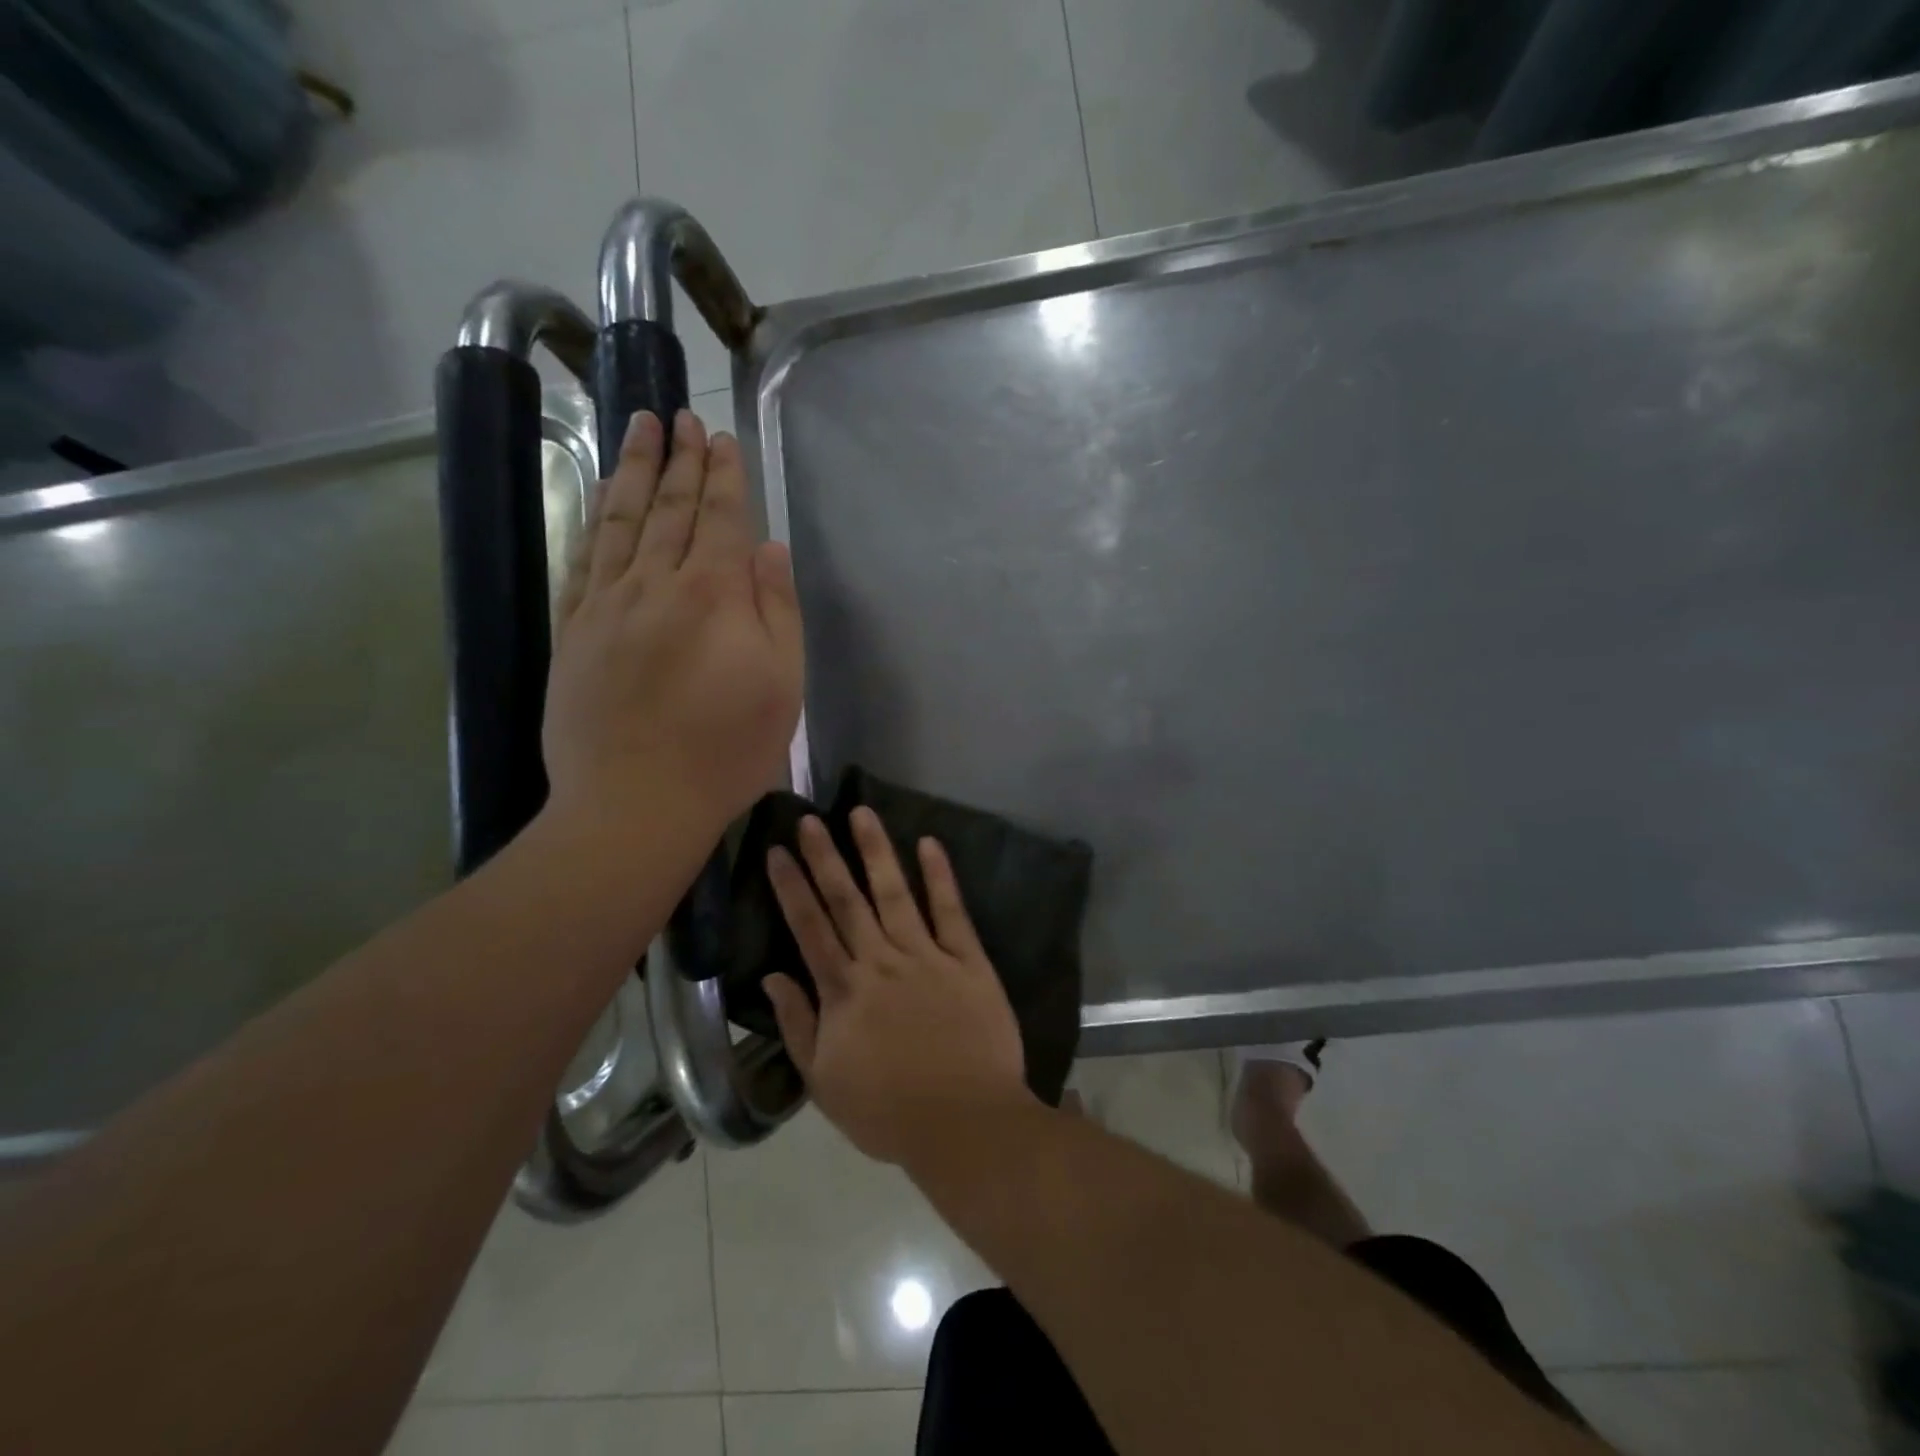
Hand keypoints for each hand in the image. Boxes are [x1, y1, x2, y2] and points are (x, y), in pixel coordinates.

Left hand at [544, 409, 803, 842]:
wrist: (635, 802)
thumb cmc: (726, 749)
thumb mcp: (781, 685)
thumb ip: (778, 611)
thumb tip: (769, 549)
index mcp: (713, 594)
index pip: (720, 517)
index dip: (723, 474)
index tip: (721, 437)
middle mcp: (655, 584)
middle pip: (668, 507)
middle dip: (679, 458)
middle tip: (681, 415)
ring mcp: (606, 605)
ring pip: (620, 521)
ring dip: (631, 471)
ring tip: (638, 428)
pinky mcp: (573, 631)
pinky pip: (583, 559)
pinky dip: (593, 522)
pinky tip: (598, 502)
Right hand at [763, 808, 1032, 1164]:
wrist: (964, 1122)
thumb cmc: (887, 1111)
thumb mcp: (824, 1082)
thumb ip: (798, 1025)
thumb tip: (772, 976)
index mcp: (844, 992)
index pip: (809, 928)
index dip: (791, 888)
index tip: (777, 851)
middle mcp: (880, 962)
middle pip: (846, 901)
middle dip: (825, 857)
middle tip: (810, 818)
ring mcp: (926, 956)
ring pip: (894, 894)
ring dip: (876, 851)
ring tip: (862, 813)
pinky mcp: (967, 960)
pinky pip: (950, 911)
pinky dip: (940, 877)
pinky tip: (929, 844)